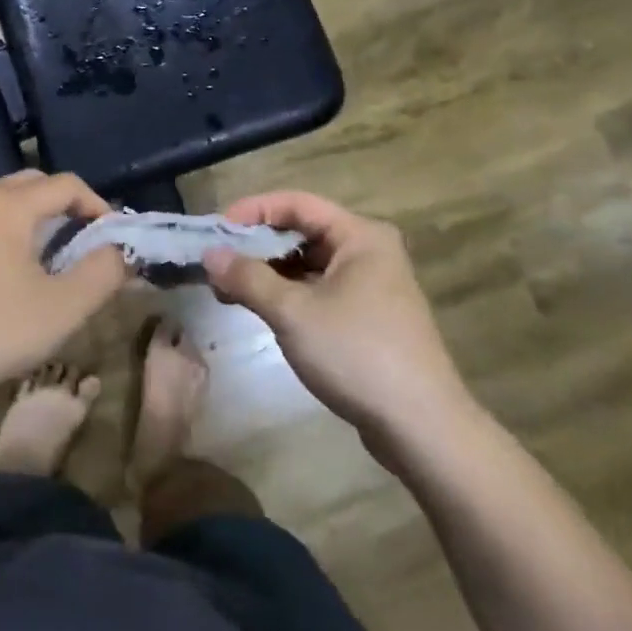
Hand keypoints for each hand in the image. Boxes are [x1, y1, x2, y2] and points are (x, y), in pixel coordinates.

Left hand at [0, 171, 129, 400]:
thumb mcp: (65, 306)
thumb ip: (104, 271)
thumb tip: (121, 251)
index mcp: (7, 204)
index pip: (66, 184)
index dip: (97, 206)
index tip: (112, 239)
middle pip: (34, 184)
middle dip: (66, 206)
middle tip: (86, 242)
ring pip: (5, 200)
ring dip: (36, 217)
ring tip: (53, 256)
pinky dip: (8, 229)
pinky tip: (12, 270)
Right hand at [204, 192, 473, 449]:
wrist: (421, 426)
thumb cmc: (356, 354)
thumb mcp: (293, 312)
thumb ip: (248, 278)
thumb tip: (210, 255)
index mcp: (360, 236)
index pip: (297, 203)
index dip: (253, 210)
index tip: (215, 231)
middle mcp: (369, 252)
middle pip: (303, 232)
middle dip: (257, 244)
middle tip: (216, 262)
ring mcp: (371, 286)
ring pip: (309, 264)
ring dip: (268, 272)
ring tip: (228, 289)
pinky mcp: (368, 317)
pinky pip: (319, 289)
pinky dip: (288, 294)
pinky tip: (260, 309)